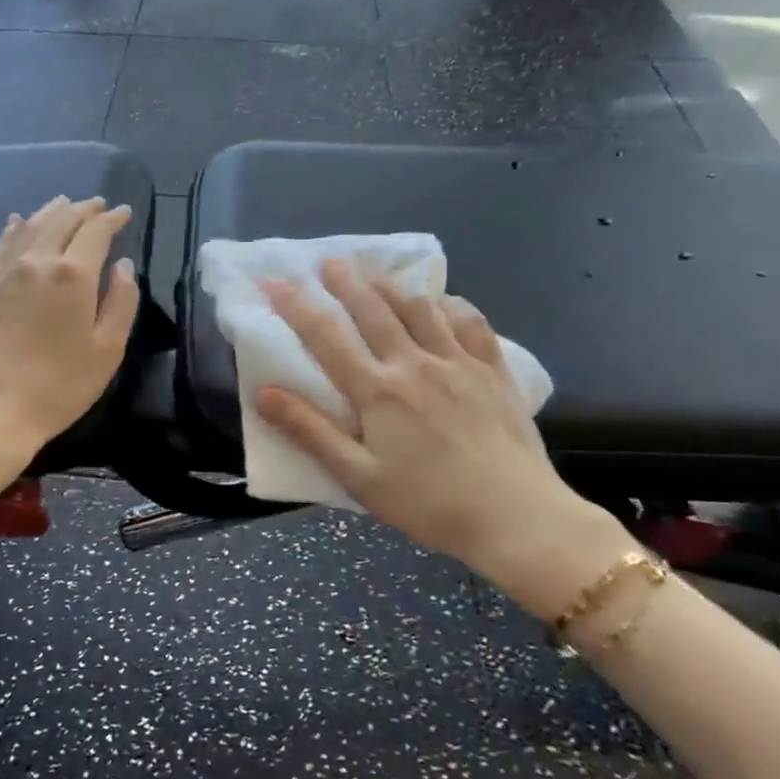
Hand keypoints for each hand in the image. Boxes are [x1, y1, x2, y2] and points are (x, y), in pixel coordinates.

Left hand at [0, 196, 141, 496]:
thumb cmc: (59, 386)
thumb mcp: (107, 350)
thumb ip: (122, 301)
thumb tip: (124, 266)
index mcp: (73, 274)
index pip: (96, 231)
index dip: (113, 218)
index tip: (124, 212)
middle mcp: (37, 261)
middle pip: (62, 220)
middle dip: (84, 209)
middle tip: (99, 205)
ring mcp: (5, 271)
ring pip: (31, 226)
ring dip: (52, 211)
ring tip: (66, 204)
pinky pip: (3, 244)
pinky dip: (17, 227)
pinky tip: (19, 222)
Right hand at [257, 260, 632, 617]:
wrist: (516, 517)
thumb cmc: (429, 504)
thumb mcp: (359, 478)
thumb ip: (310, 432)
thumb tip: (263, 394)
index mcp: (377, 391)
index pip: (326, 336)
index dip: (296, 305)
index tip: (274, 280)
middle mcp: (414, 364)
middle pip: (373, 310)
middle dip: (346, 282)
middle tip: (330, 262)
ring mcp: (458, 362)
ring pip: (420, 308)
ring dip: (392, 286)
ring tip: (376, 275)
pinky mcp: (493, 370)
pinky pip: (471, 323)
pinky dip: (452, 305)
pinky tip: (443, 302)